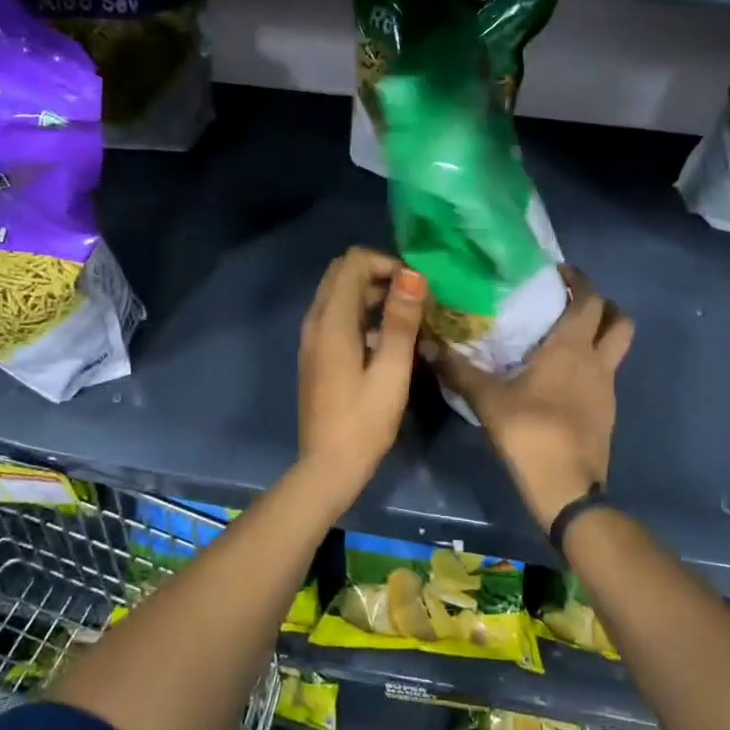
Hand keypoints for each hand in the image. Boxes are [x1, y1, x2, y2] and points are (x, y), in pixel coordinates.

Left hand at [297, 248, 426, 493]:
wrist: (327, 467)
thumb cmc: (364, 422)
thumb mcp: (391, 371)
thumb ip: (400, 321)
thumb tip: (412, 275)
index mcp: (331, 321)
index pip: (353, 262)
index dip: (386, 263)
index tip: (416, 288)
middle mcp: (316, 321)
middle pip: (343, 273)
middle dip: (379, 273)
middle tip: (413, 298)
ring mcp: (313, 338)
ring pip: (339, 294)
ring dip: (372, 294)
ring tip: (409, 317)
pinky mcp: (317, 354)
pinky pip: (338, 316)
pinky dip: (362, 314)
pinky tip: (389, 340)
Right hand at [433, 266, 632, 528]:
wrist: (567, 489)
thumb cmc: (530, 432)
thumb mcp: (487, 399)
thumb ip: (458, 370)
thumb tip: (426, 343)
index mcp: (572, 348)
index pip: (590, 299)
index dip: (579, 280)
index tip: (557, 273)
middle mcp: (597, 362)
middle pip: (620, 321)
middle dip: (602, 305)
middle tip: (569, 303)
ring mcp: (607, 389)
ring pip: (616, 349)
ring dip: (599, 335)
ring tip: (562, 338)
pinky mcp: (606, 413)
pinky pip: (604, 375)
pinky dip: (590, 366)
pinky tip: (560, 378)